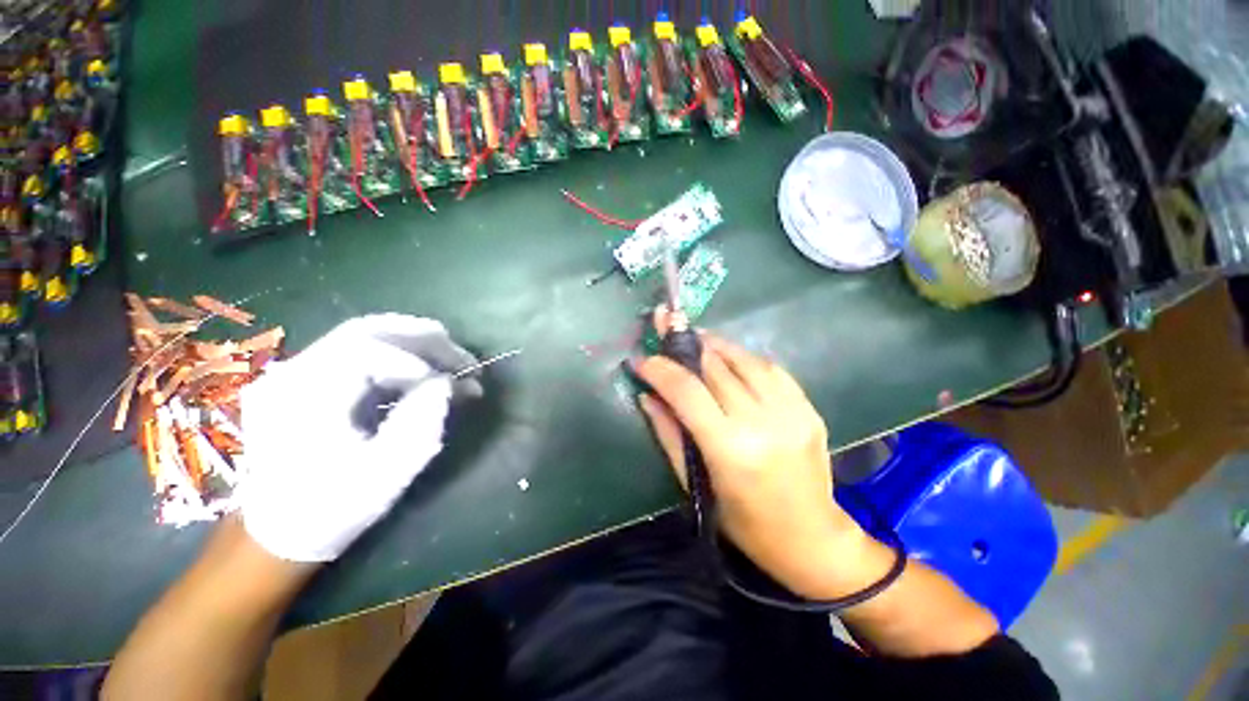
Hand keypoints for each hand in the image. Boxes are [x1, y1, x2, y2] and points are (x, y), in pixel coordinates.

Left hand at [238, 314, 479, 562]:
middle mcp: (292, 374)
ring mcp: (295, 374)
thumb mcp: (385, 474)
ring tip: (452, 359)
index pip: (364, 349)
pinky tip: (423, 373)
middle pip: (366, 331)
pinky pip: (357, 354)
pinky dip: (398, 357)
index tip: (452, 383)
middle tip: (463, 357)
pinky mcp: (306, 382)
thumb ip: (420, 422)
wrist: (274, 533)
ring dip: (415, 344)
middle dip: (424, 339)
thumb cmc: (330, 510)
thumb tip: (446, 382)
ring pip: (363, 336)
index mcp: (302, 398)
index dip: (416, 360)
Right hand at [634, 311, 867, 598]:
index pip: (687, 391)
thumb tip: (647, 396)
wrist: (812, 539)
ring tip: (694, 337)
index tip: (641, 358)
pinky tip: (729, 355)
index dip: (660, 369)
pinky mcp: (808, 408)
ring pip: (744, 360)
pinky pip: (771, 369)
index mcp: (730, 449)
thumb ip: (669, 435)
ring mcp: (791, 412)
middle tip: (665, 330)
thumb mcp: (697, 487)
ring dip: (714, 344)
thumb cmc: (744, 524)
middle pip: (715, 368)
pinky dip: (744, 356)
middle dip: (684, 346)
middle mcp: (763, 422)